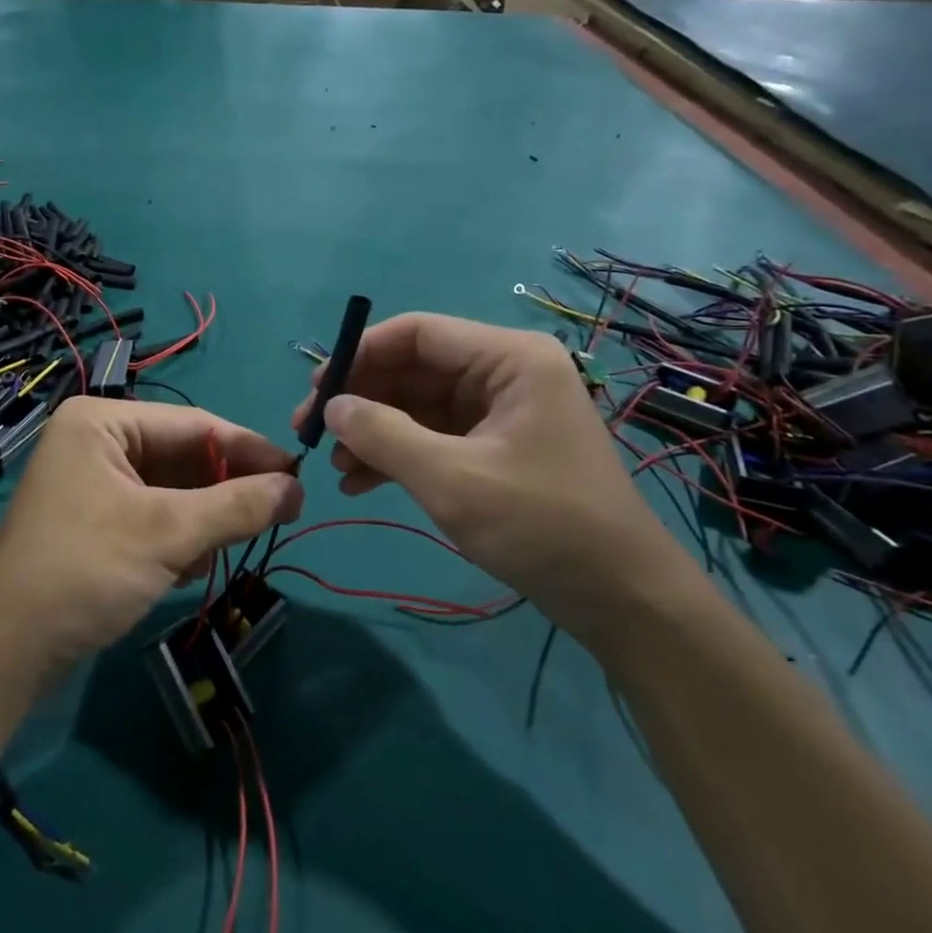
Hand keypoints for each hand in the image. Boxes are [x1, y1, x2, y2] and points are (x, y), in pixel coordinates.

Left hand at [0, 398, 302, 674]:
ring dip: (203, 518)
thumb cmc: (85, 571)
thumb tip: (298, 489)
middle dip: (225, 490)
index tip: (300, 474)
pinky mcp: (92, 521)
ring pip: (170, 489)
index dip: (249, 449)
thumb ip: (237, 506)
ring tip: (235, 545)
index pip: (194, 424)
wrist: (6, 652)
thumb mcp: (168, 533)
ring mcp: (90, 482)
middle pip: (182, 456)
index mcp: (102, 422)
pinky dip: (177, 536)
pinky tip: (190, 568)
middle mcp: (94, 441)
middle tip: (282, 513)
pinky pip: (150, 514)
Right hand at [292, 314, 701, 644]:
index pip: (417, 332)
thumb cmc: (541, 525)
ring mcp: (499, 412)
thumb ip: (383, 434)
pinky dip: (396, 455)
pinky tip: (359, 482)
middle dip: (361, 399)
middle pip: (413, 368)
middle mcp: (504, 373)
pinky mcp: (494, 448)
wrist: (621, 599)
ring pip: (416, 405)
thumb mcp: (450, 479)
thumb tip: (331, 406)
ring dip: (373, 432)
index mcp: (508, 358)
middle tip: (310, 429)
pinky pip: (432, 436)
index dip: (361, 353)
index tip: (316, 387)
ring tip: (334, 465)